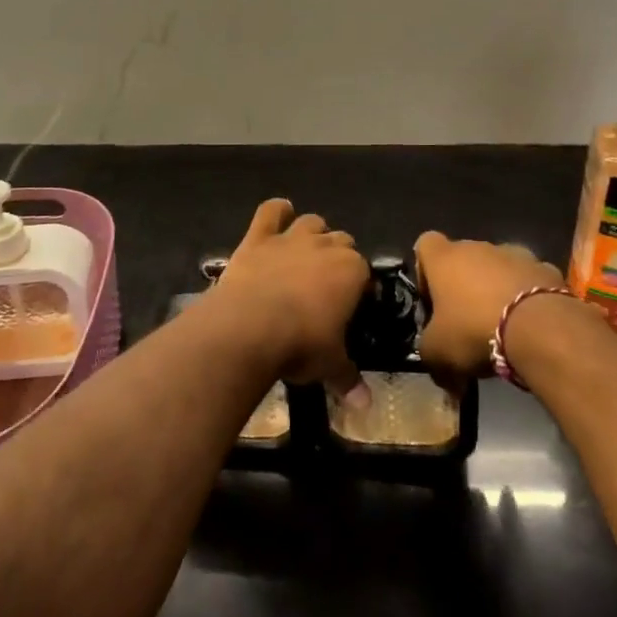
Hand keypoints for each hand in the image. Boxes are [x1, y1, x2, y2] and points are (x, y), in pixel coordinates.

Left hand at [215, 199, 369, 394]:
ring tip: (306, 249)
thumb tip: (366, 406)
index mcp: (352, 271)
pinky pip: (270, 212)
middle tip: (328, 282)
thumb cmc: (300, 345)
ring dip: (312, 232)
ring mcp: (291, 238)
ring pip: (311, 222)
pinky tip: (279, 212)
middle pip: (342, 240)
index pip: (364, 271)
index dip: (359, 286)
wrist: (250, 326)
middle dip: (339, 255)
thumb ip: (348, 379)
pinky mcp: (259, 237)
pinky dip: (276, 210)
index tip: (353, 303)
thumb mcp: (330, 365)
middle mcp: (326, 246)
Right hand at [414, 232, 566, 387]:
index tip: (433, 301)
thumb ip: (430, 353)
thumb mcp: (437, 352)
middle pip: (464, 258)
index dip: (425, 271)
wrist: (540, 328)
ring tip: (504, 326)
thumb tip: (440, 370)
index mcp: (444, 258)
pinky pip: (530, 281)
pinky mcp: (546, 269)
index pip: (425, 244)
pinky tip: (531, 326)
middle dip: (464, 285)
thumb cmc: (474, 331)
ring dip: (497, 289)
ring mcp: (515, 254)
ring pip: (499, 268)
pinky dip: (528, 297)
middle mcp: (477, 247)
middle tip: (467, 322)